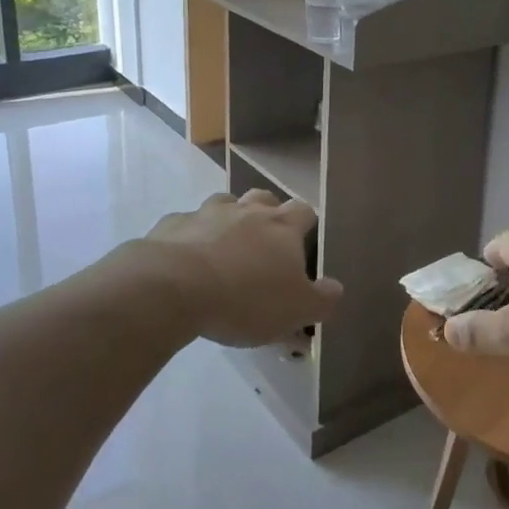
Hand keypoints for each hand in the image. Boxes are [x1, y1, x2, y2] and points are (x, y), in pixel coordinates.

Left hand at [142, 191, 342, 347]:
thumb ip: (322, 300)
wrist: (174, 287)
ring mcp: (206, 213)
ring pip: (223, 204)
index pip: (303, 211)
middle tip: (264, 241)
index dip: (305, 223)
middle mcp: (247, 211)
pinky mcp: (172, 225)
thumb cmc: (245, 299)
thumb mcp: (296, 310)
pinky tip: (186, 259)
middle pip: (263, 198)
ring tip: (224, 247)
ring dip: (228, 219)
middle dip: (266, 213)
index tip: (302, 241)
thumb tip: (336, 288)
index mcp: (281, 227)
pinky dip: (190, 236)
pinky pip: (186, 225)